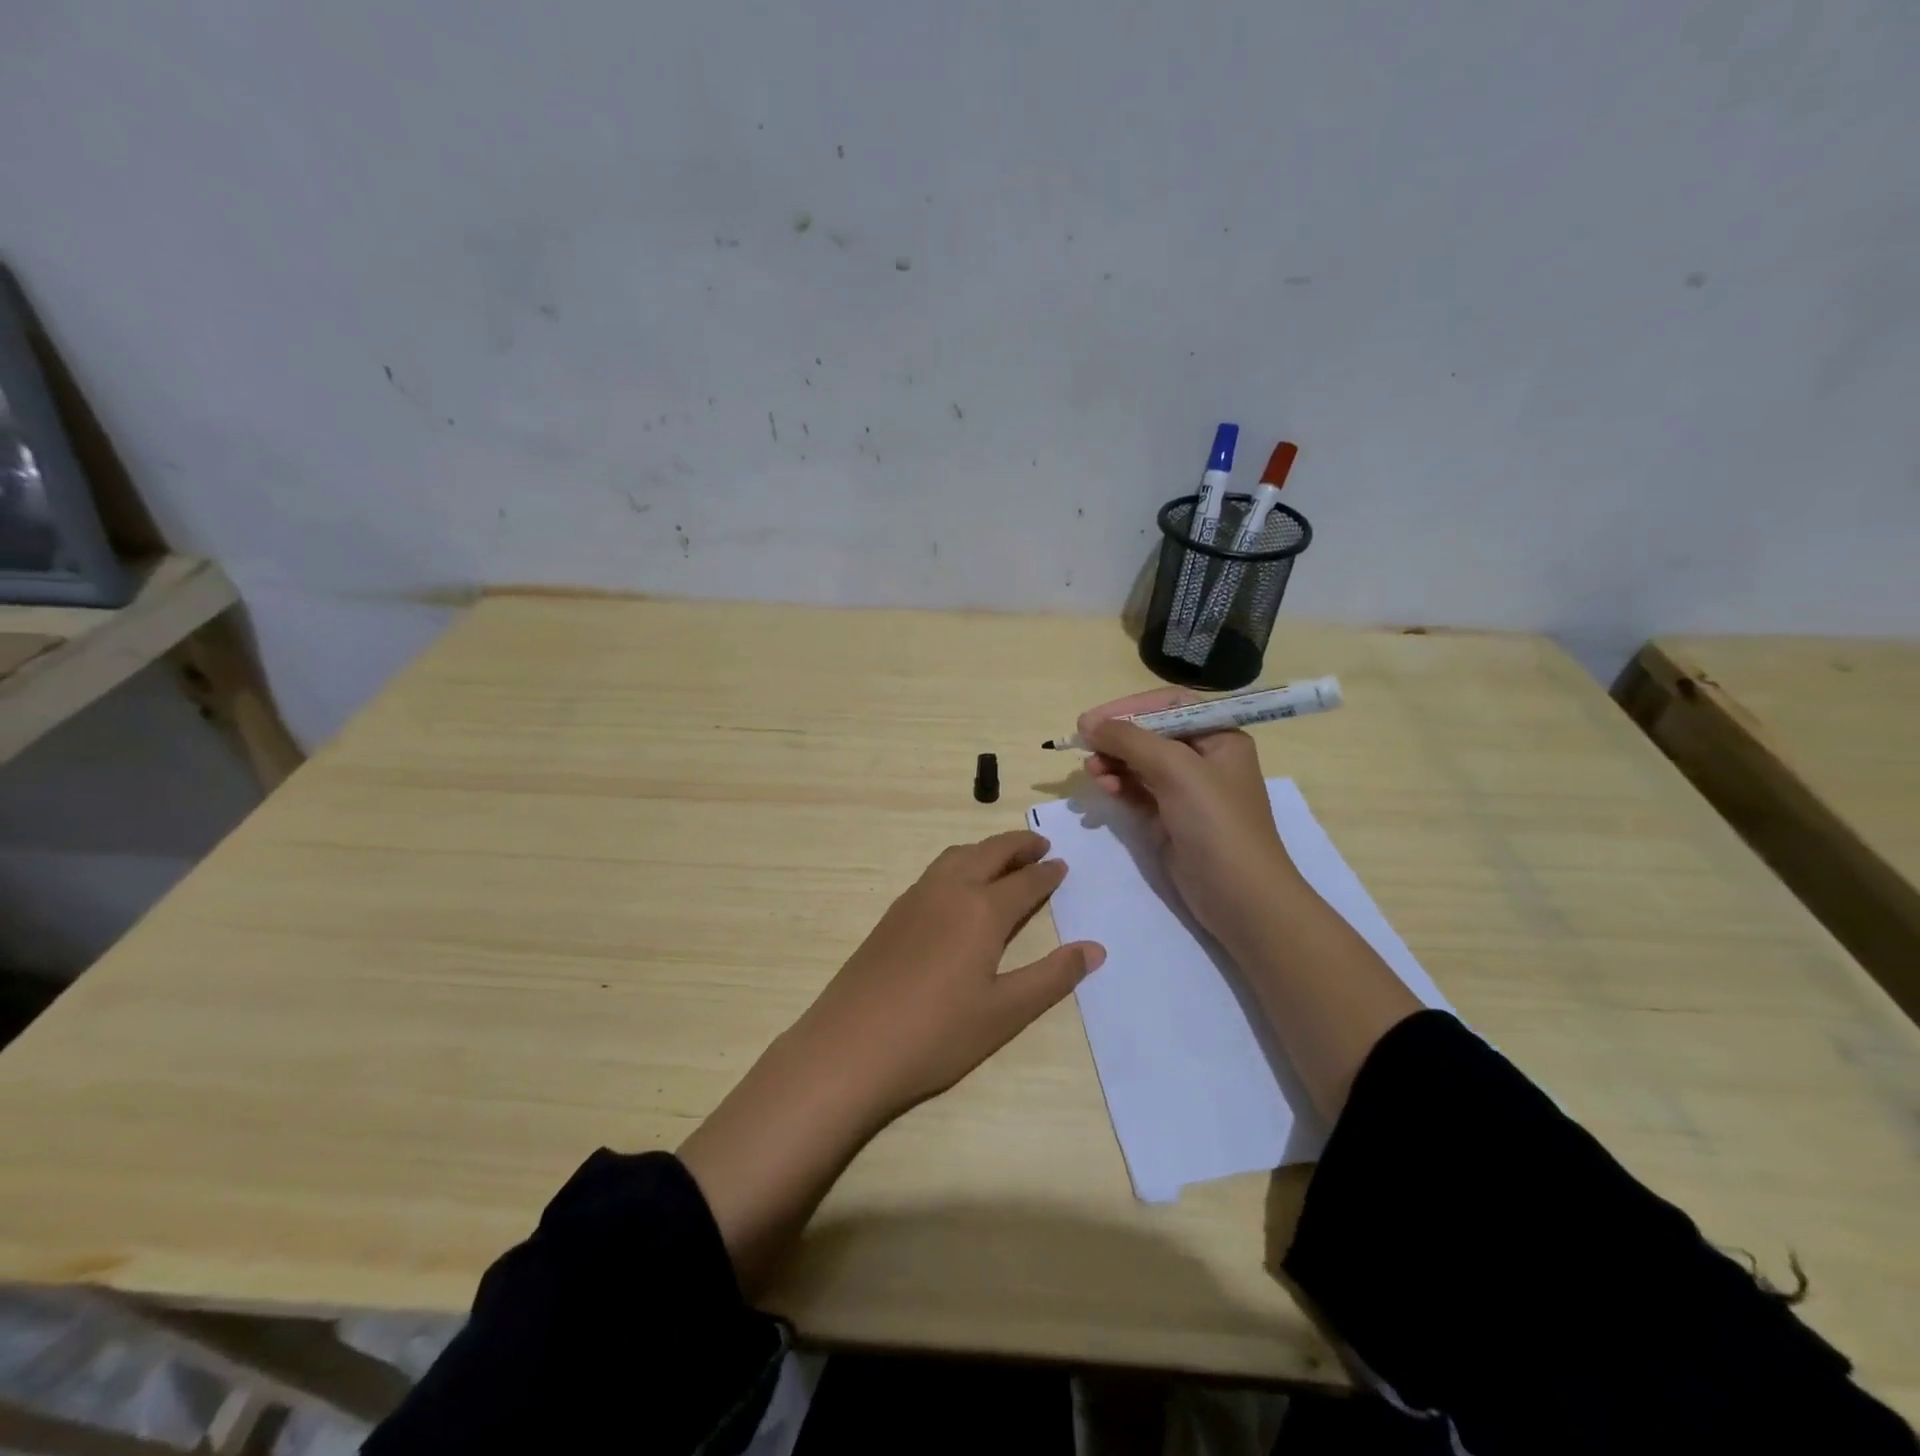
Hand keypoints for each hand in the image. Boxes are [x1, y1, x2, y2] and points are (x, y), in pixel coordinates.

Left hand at [681, 830, 1102, 1289]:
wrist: (850, 1047)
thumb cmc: (937, 1034)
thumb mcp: (1005, 1012)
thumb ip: (1052, 977)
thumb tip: (1096, 948)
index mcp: (982, 910)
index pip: (1025, 882)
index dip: (1047, 874)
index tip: (1062, 865)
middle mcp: (949, 891)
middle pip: (989, 853)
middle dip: (1017, 845)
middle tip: (1039, 845)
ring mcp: (915, 899)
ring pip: (957, 856)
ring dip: (985, 850)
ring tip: (1002, 859)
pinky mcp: (892, 914)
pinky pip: (935, 871)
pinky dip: (959, 863)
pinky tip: (958, 887)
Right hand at [1079, 689, 1298, 950]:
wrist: (1240, 897)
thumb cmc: (1216, 822)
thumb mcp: (1176, 769)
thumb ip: (1131, 740)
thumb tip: (1088, 723)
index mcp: (1219, 736)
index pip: (1168, 705)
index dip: (1129, 707)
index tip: (1093, 720)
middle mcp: (1203, 758)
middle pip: (1150, 733)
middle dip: (1117, 738)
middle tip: (1084, 746)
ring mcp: (1186, 790)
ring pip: (1139, 763)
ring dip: (1113, 762)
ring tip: (1093, 773)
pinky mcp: (1170, 817)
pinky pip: (1137, 790)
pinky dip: (1118, 786)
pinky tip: (1104, 788)